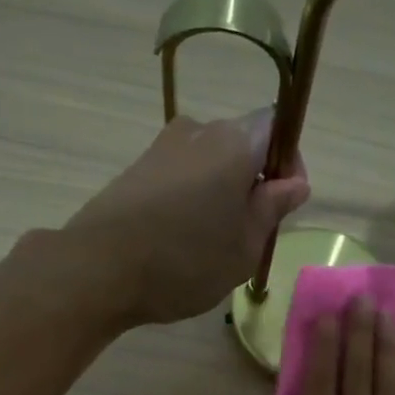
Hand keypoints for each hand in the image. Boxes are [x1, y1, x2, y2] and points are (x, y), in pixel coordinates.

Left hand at [65, 110, 309, 325]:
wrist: (100, 269)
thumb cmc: (186, 261)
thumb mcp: (244, 247)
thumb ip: (272, 209)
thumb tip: (294, 183)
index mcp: (234, 142)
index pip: (276, 126)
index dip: (288, 160)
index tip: (285, 201)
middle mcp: (198, 131)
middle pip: (241, 144)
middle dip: (254, 182)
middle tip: (252, 233)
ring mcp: (162, 148)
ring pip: (209, 163)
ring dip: (221, 193)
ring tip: (214, 243)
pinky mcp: (136, 169)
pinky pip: (180, 176)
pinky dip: (192, 199)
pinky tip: (182, 240)